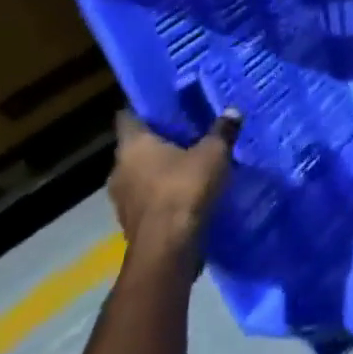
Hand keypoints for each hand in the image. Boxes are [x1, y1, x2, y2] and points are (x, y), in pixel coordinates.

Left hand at [108, 109, 241, 250]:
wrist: (168, 250)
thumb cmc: (184, 189)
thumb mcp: (213, 154)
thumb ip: (222, 131)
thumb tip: (232, 111)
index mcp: (132, 145)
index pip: (128, 116)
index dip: (145, 108)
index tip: (166, 103)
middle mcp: (119, 169)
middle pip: (136, 146)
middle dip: (159, 140)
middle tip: (187, 130)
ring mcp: (122, 199)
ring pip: (141, 174)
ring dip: (160, 169)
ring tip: (190, 161)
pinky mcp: (131, 223)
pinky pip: (147, 198)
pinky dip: (163, 192)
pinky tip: (187, 191)